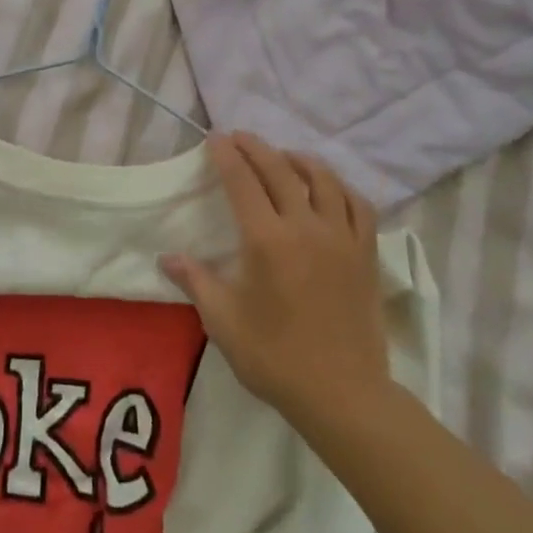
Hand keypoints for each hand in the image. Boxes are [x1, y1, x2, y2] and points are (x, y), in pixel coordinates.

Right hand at [161, 134, 391, 430]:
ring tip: (283, 156)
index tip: (215, 139)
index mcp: (266, 240)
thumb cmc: (275, 358)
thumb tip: (166, 257)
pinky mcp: (366, 253)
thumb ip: (195, 281)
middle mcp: (305, 227)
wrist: (343, 395)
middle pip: (279, 170)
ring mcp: (341, 237)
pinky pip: (358, 205)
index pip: (242, 182)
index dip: (227, 156)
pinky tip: (329, 189)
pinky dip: (341, 187)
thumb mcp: (223, 322)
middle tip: (239, 137)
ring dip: (298, 159)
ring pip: (323, 179)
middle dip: (256, 147)